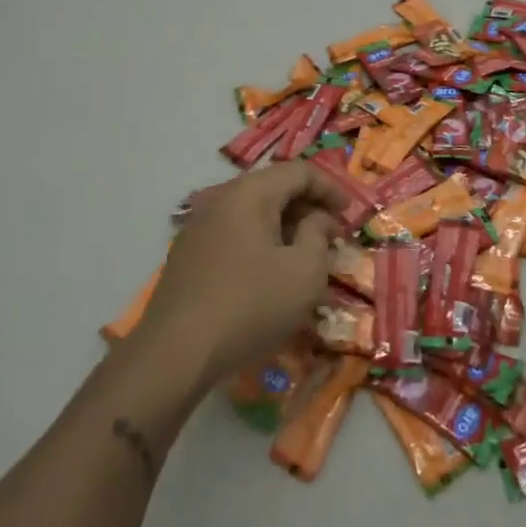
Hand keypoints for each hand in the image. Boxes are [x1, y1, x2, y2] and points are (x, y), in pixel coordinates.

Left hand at [134, 162, 342, 387]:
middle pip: (274, 188)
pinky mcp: (187, 256)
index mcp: (250, 193)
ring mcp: (198, 227)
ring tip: (305, 257)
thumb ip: (319, 235)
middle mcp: (220, 199)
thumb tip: (317, 220)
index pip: (299, 171)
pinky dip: (260, 243)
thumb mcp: (305, 272)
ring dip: (284, 227)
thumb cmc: (251, 306)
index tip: (350, 215)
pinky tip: (270, 274)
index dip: (331, 189)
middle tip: (332, 237)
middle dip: (308, 208)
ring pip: (253, 213)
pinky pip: (234, 235)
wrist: (175, 355)